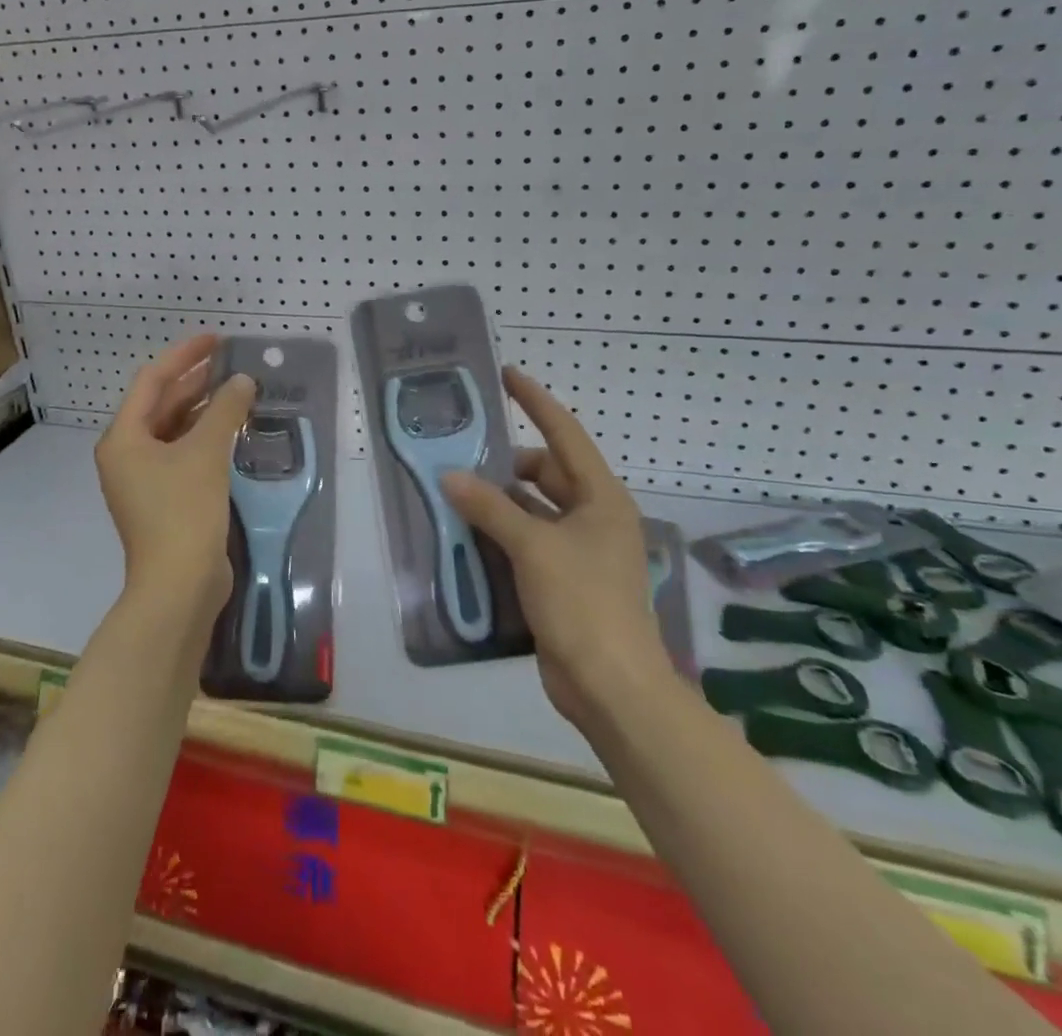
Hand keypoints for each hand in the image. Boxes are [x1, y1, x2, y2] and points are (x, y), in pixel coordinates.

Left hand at [96, 333, 255, 627]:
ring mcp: (145, 480)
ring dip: (203, 409)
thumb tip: (243, 381)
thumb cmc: (184, 511)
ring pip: (174, 430)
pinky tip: (234, 430)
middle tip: (232, 362)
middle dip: (195, 381)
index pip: (152, 381)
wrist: (179, 586)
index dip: (184, 356)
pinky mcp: (164, 500)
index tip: (216, 340)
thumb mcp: (206, 453)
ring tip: (238, 390)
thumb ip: (225, 410)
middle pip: (161, 405)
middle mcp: (128, 454)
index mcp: (124, 438)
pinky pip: (184, 454)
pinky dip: (206, 438)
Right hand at [441, 367, 670, 723]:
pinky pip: (529, 541)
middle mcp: (594, 517)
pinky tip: (468, 534)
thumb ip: (490, 507)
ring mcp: (581, 551)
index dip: (536, 402)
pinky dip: (502, 534)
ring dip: (500, 502)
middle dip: (507, 463)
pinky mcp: (565, 580)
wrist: (611, 685)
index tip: (507, 375)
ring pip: (535, 509)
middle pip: (547, 473)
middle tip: (462, 453)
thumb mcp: (533, 547)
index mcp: (601, 498)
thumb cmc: (582, 602)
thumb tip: (451, 477)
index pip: (565, 434)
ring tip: (455, 491)